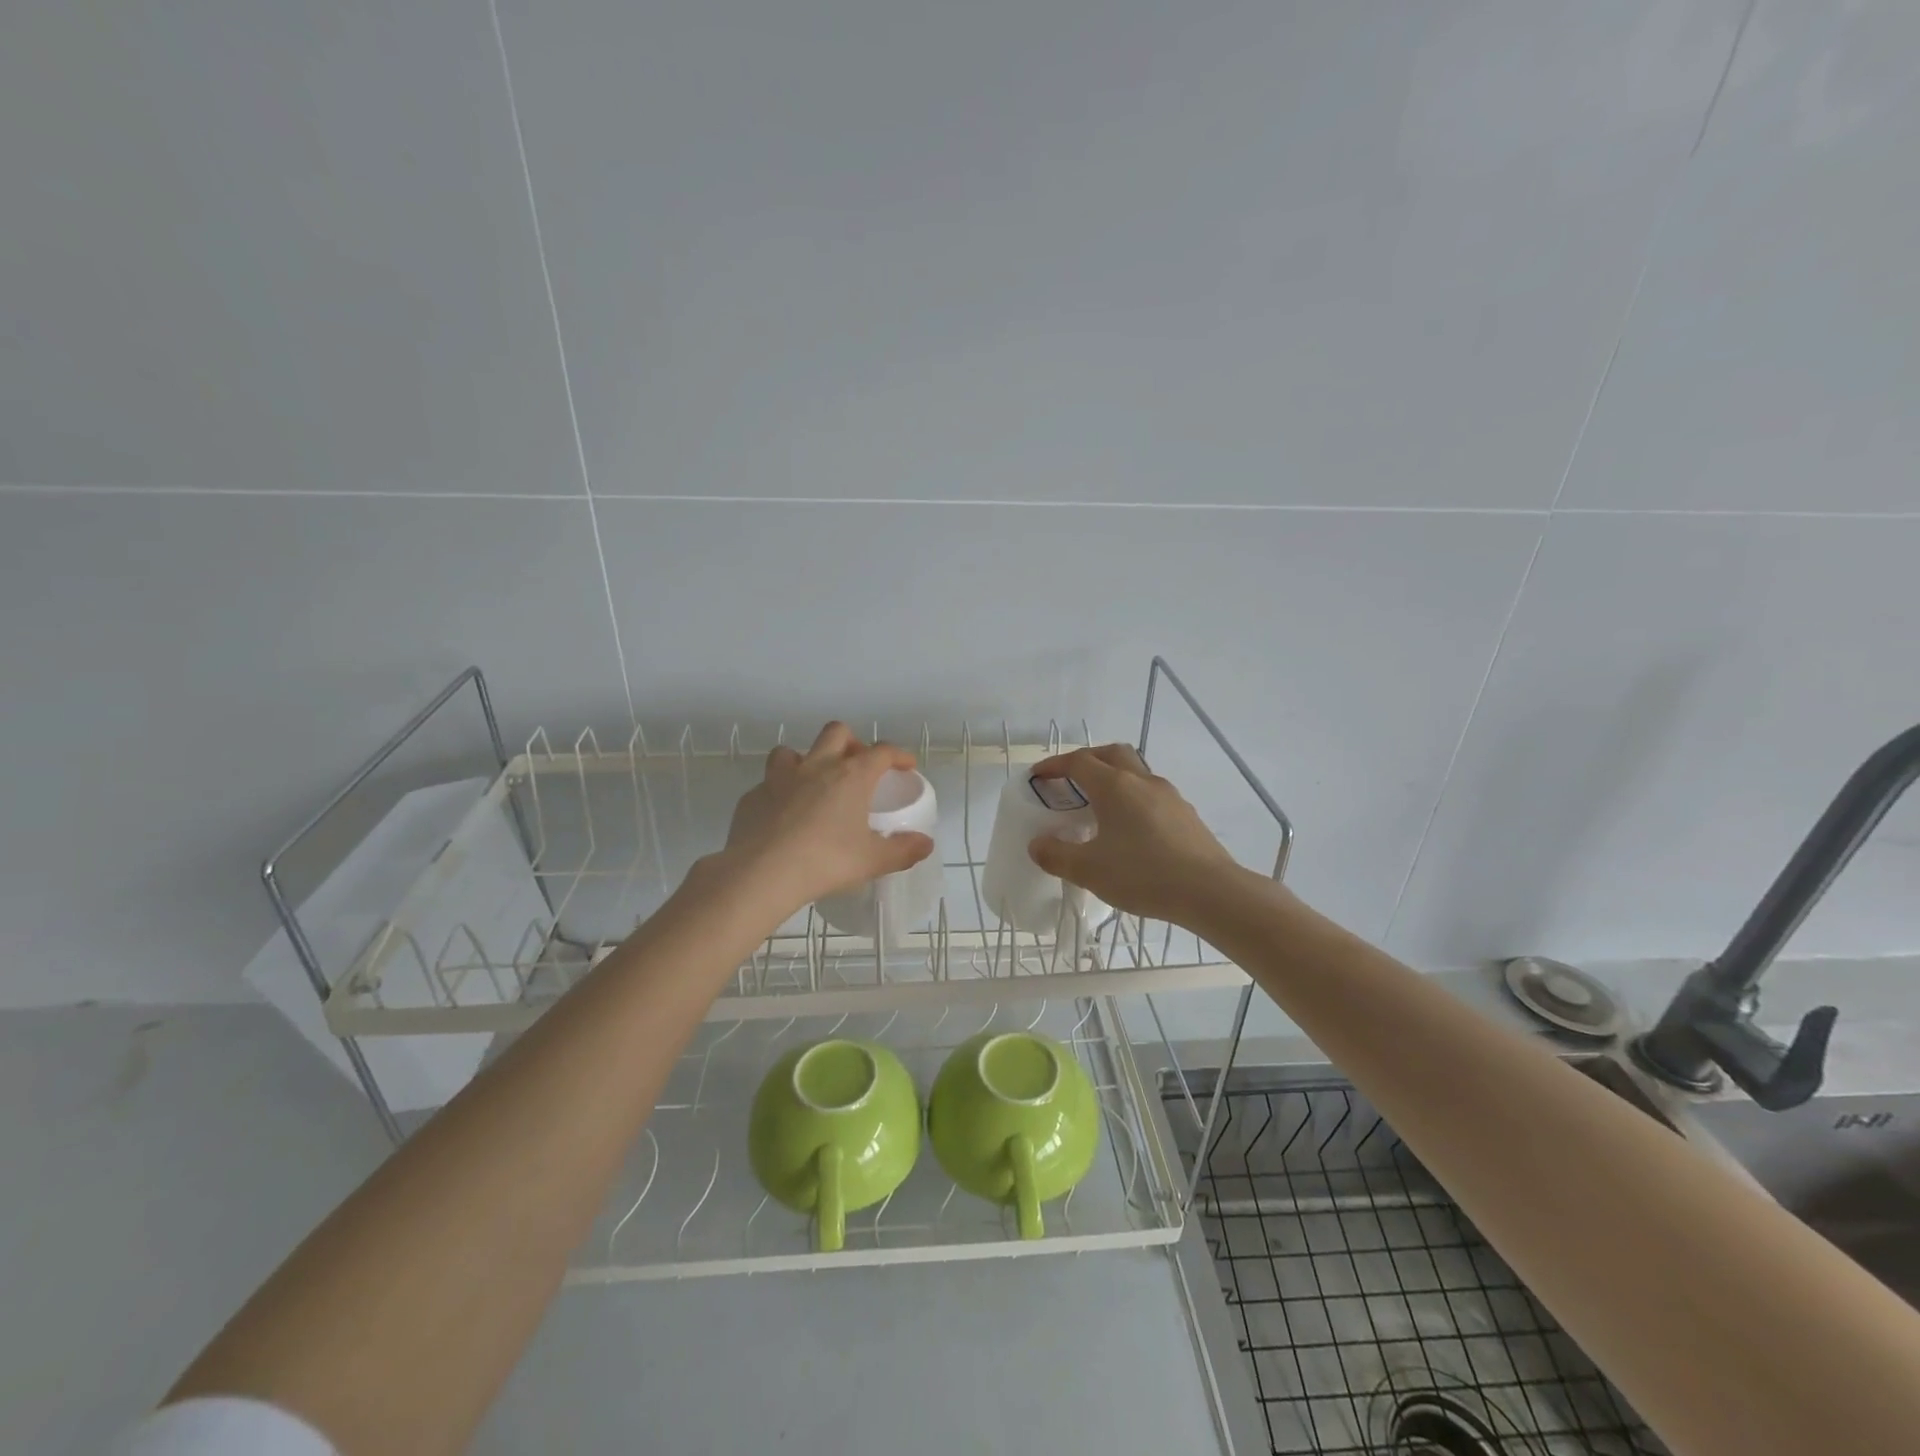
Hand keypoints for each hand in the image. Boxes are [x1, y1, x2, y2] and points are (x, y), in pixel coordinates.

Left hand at [718, 722, 934, 916]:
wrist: (761, 873)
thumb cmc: (826, 861)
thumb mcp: (872, 861)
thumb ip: (902, 850)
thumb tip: (925, 844)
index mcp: (851, 776)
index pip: (881, 751)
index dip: (898, 755)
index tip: (905, 766)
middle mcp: (816, 766)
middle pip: (836, 733)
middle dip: (851, 742)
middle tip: (857, 766)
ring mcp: (779, 778)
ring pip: (793, 751)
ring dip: (806, 760)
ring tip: (813, 784)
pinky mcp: (752, 796)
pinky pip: (768, 784)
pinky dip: (779, 793)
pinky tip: (782, 816)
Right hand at [1027, 744, 1241, 925]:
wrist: (1210, 892)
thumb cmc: (1143, 875)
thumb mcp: (1089, 871)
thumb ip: (1057, 855)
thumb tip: (1037, 844)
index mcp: (1114, 786)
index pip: (1078, 762)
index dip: (1055, 766)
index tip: (1039, 776)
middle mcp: (1142, 781)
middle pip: (1111, 753)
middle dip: (1087, 760)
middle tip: (1070, 779)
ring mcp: (1169, 795)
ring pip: (1135, 772)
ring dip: (1113, 778)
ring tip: (1099, 805)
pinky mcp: (1186, 814)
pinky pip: (1151, 794)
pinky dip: (1133, 799)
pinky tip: (1130, 829)